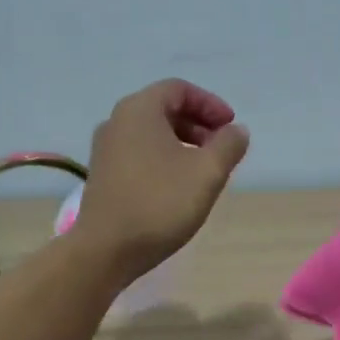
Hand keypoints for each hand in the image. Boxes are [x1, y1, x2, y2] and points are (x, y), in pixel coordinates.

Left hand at [75, 79, 249, 281]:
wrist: (106, 249)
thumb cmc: (160, 203)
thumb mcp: (207, 173)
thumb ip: (228, 145)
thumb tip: (237, 131)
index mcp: (139, 110)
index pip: (179, 89)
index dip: (210, 104)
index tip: (231, 128)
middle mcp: (116, 122)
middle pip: (164, 109)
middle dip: (198, 125)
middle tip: (221, 149)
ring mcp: (105, 150)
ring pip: (151, 134)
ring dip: (182, 144)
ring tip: (204, 170)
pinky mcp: (102, 175)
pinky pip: (139, 154)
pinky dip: (163, 159)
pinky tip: (178, 187)